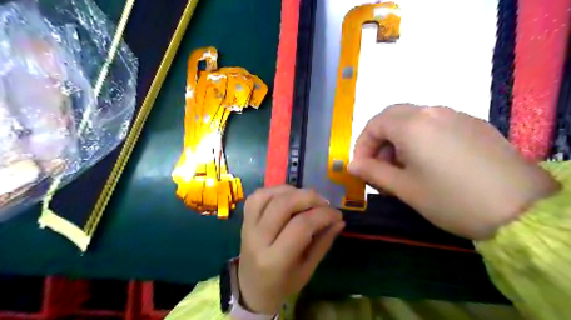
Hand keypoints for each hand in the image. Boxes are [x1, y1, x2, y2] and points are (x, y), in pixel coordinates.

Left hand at [238, 186, 342, 312]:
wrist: (251, 288)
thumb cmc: (283, 284)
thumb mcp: (308, 270)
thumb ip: (323, 243)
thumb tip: (339, 220)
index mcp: (275, 260)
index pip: (301, 226)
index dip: (323, 215)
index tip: (337, 214)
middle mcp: (257, 240)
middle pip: (283, 205)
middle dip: (309, 197)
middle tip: (324, 203)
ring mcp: (247, 226)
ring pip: (268, 195)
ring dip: (292, 191)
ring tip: (307, 199)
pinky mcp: (244, 219)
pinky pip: (258, 195)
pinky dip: (276, 190)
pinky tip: (289, 196)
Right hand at [349, 105, 557, 239]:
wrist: (522, 210)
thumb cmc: (450, 199)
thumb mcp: (404, 188)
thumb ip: (373, 172)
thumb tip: (352, 165)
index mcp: (412, 124)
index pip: (374, 124)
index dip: (362, 145)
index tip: (362, 167)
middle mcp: (433, 112)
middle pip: (393, 117)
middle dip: (379, 141)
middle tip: (380, 167)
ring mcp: (456, 116)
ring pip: (414, 120)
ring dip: (399, 140)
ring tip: (404, 169)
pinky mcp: (474, 125)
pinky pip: (435, 125)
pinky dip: (420, 140)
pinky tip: (429, 164)